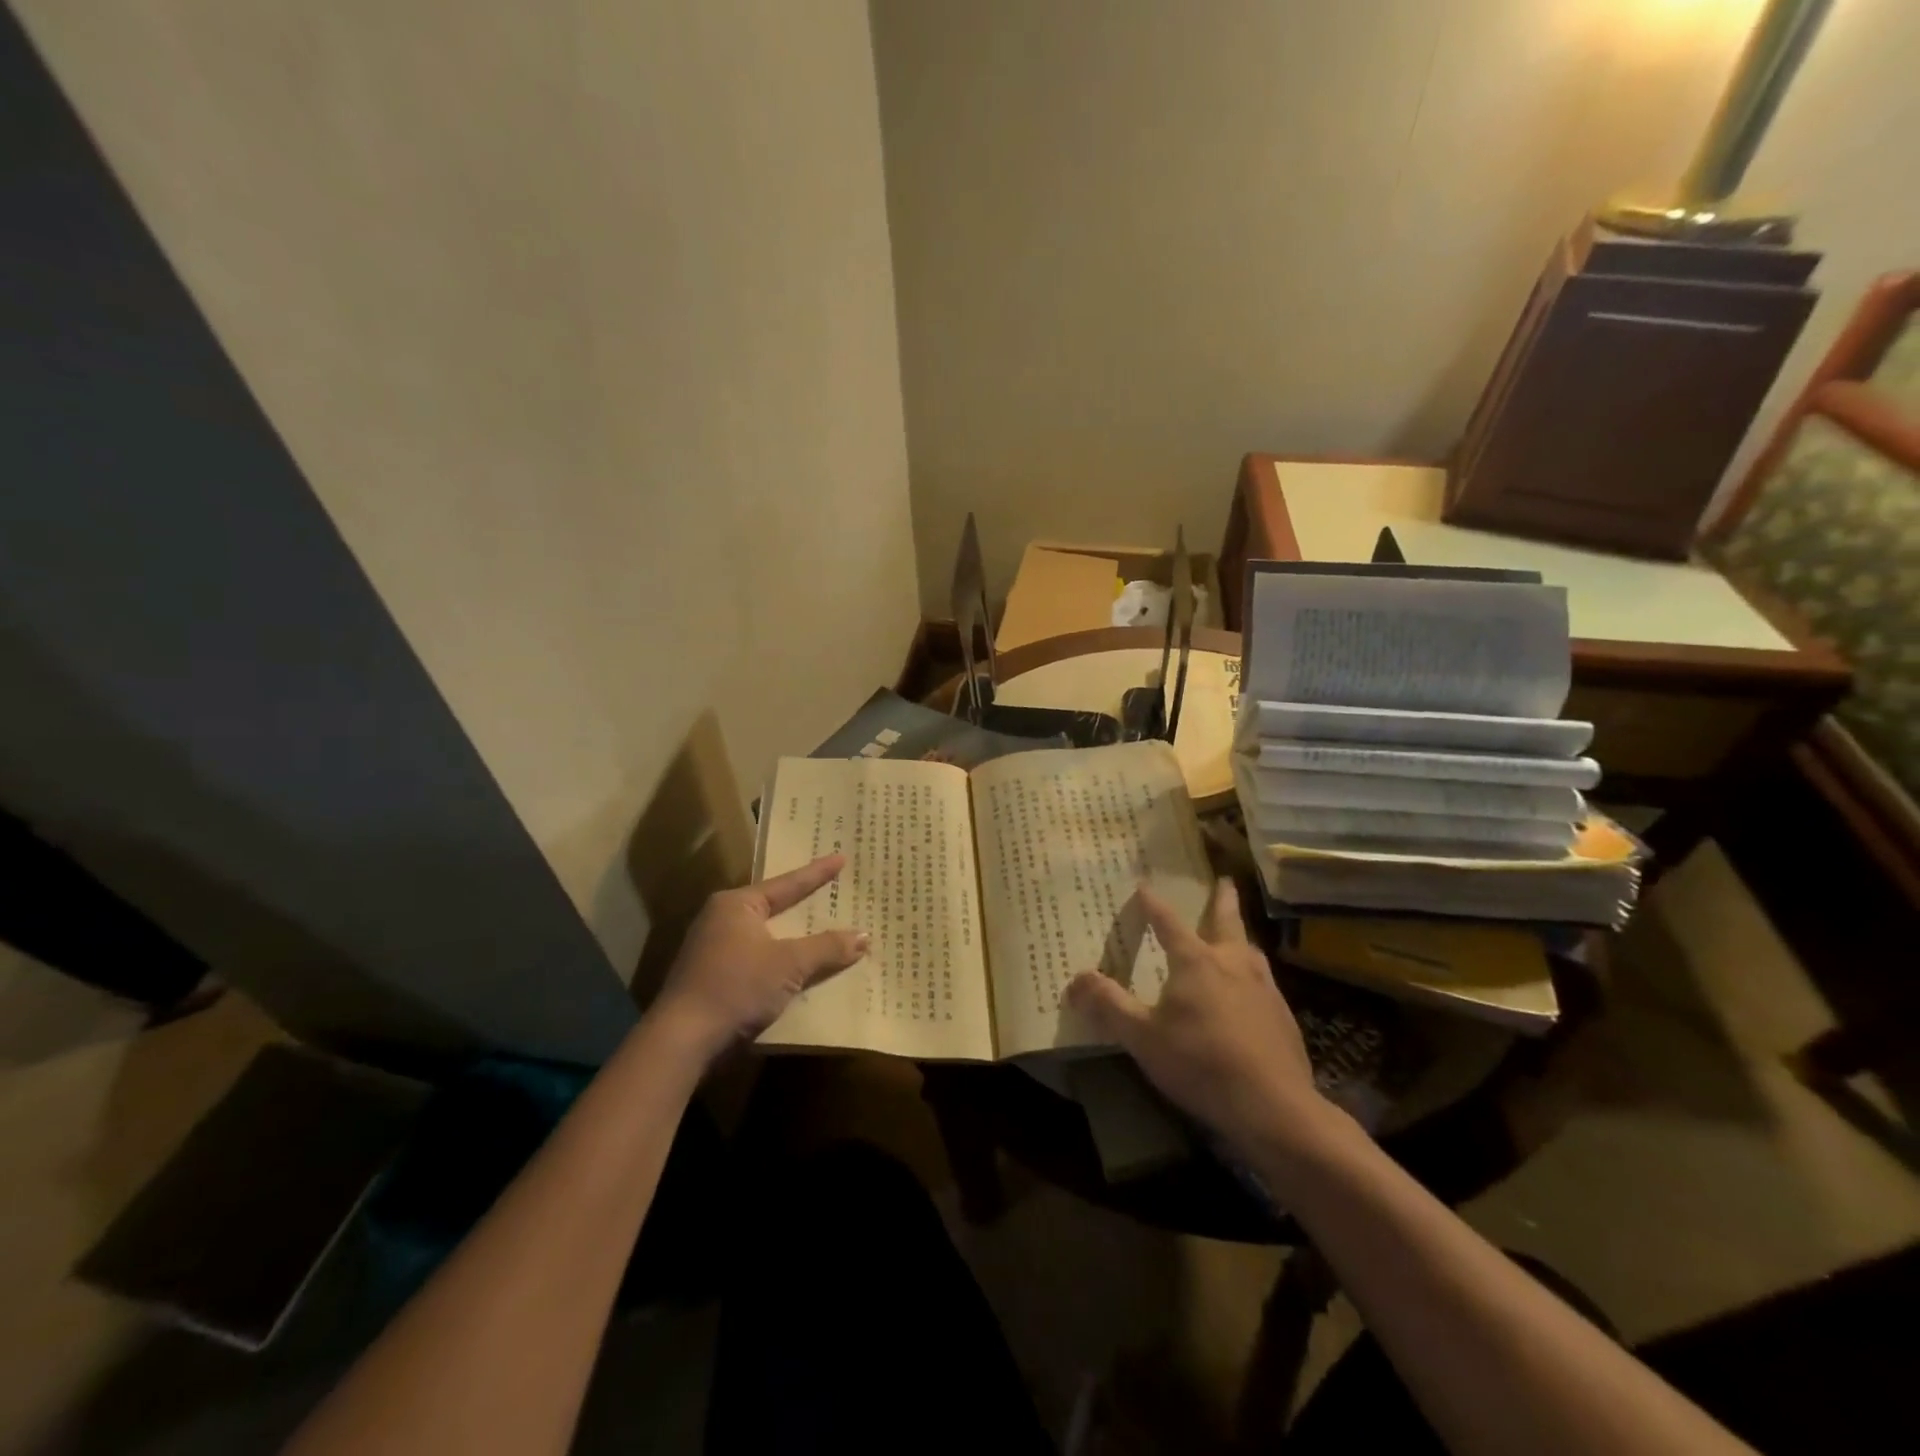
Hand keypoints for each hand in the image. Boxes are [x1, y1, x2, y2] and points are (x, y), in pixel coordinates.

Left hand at [651, 855, 867, 1060]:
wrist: (682, 1040)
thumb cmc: (736, 987)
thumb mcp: (789, 965)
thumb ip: (827, 948)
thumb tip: (864, 936)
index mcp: (737, 904)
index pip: (787, 884)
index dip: (817, 873)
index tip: (841, 857)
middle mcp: (721, 919)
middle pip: (775, 908)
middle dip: (805, 905)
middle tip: (835, 890)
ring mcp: (713, 949)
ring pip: (767, 936)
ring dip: (794, 938)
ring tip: (824, 929)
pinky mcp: (713, 978)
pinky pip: (758, 959)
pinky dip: (780, 961)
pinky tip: (800, 969)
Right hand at [1067, 880, 1331, 1154]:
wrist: (1274, 1107)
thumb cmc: (1201, 1064)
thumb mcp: (1143, 1037)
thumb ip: (1108, 1006)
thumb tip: (1075, 980)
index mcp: (1196, 962)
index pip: (1168, 922)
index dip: (1153, 904)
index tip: (1144, 885)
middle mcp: (1232, 963)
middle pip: (1226, 921)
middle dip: (1221, 899)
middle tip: (1224, 880)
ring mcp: (1263, 988)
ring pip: (1250, 949)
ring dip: (1240, 935)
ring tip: (1236, 934)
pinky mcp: (1283, 1016)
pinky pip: (1263, 981)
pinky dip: (1252, 972)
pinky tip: (1251, 991)